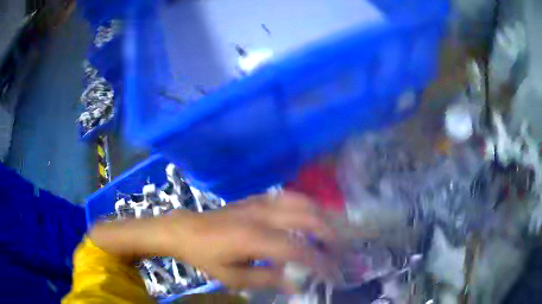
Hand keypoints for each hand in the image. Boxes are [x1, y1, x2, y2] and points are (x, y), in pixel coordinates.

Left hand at [162, 192, 335, 290]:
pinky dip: (308, 205)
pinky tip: (314, 215)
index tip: (332, 273)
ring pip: (302, 202)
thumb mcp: (233, 277)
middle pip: (307, 218)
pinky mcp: (257, 198)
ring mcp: (260, 202)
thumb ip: (267, 279)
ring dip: (323, 216)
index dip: (319, 261)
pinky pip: (290, 196)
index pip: (297, 248)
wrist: (186, 230)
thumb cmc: (206, 256)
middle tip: (341, 249)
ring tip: (334, 232)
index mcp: (252, 238)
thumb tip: (297, 284)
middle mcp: (261, 215)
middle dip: (330, 234)